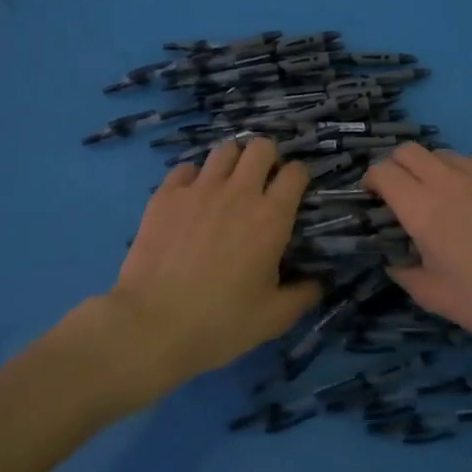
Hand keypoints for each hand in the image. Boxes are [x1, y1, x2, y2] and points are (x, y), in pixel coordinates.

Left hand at [100, 138, 320, 392]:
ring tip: (227, 184)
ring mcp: (199, 189)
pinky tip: (192, 198)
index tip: (294, 191)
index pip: (296, 172)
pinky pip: (186, 168)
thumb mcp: (273, 318)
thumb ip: (302, 295)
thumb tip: (318, 283)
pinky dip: (194, 177)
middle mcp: (239, 192)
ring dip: (232, 162)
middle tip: (262, 182)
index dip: (298, 177)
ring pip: (224, 150)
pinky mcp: (166, 195)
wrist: (153, 324)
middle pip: (260, 147)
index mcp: (271, 217)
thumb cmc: (220, 322)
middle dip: (267, 158)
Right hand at [364, 144, 471, 360]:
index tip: (374, 198)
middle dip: (397, 167)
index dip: (372, 181)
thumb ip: (403, 271)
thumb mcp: (432, 295)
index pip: (383, 171)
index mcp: (423, 209)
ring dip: (433, 170)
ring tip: (444, 199)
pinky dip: (466, 174)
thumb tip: (394, 258)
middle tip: (403, 195)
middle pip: (409, 151)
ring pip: (443, 154)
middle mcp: (449, 181)